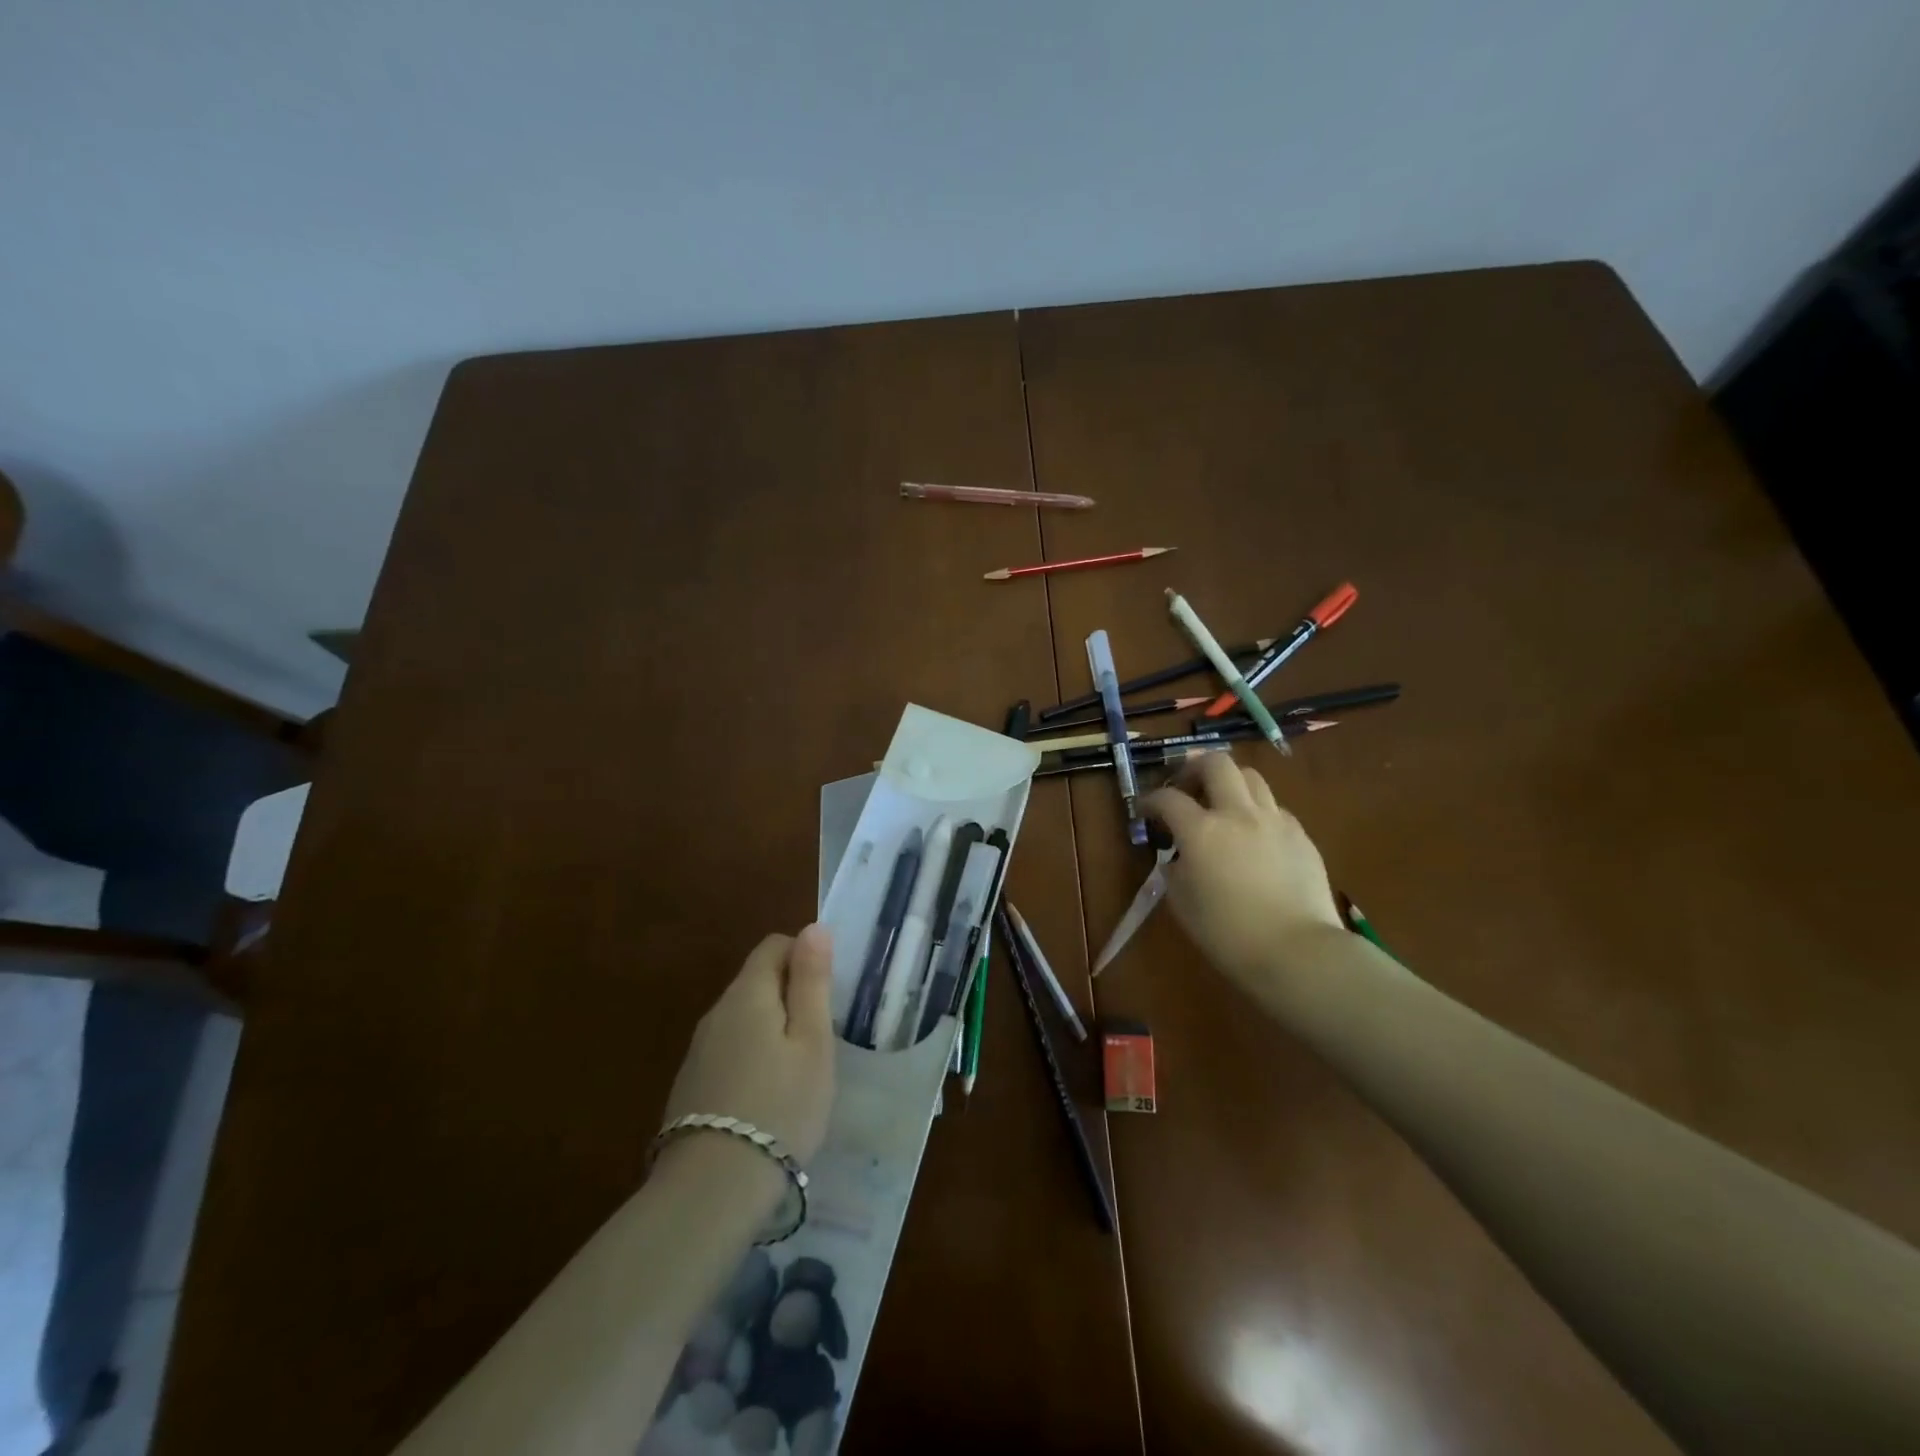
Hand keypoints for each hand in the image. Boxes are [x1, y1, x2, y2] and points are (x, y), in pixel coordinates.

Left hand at [662, 925, 836, 1166]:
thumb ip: (811, 981)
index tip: (828, 994)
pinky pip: (729, 1051)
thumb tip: (814, 927)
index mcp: (747, 993)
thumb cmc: (780, 1105)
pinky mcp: (691, 1085)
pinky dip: (752, 1058)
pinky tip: (767, 1098)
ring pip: (743, 1019)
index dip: (805, 956)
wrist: (712, 1190)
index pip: (774, 945)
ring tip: (799, 1071)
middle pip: (757, 981)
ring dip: (772, 1029)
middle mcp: (716, 1013)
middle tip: (821, 1037)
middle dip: (790, 995)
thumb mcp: (812, 1041)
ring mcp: (699, 1051)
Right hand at [1141, 754, 1343, 992]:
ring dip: (1229, 783)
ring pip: (1250, 777)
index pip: (1167, 798)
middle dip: (1194, 767)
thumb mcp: (1182, 903)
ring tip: (1221, 805)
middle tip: (1185, 787)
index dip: (1150, 800)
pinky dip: (1256, 811)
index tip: (1144, 810)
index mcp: (1201, 831)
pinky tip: (1253, 836)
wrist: (1298, 952)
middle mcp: (1237, 814)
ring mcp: (1274, 820)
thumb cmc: (1228, 935)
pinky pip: (1274, 808)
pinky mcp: (1300, 835)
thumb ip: (1174, 869)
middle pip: (1216, 763)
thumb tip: (1178, 856)